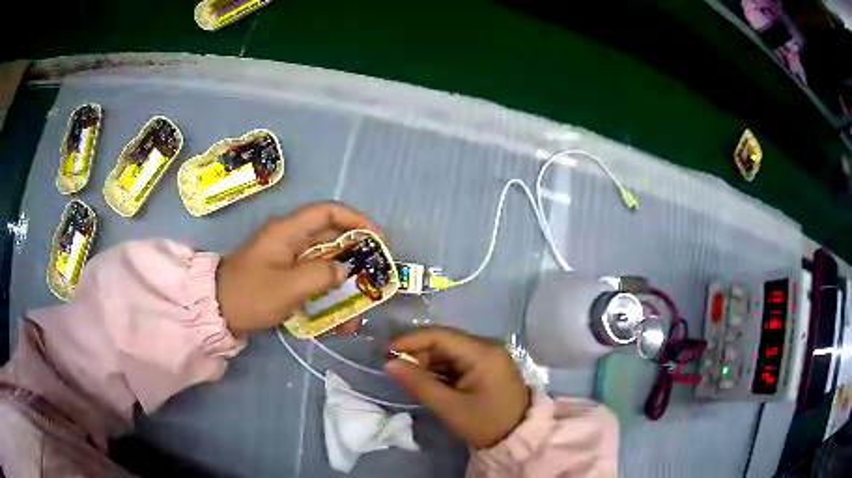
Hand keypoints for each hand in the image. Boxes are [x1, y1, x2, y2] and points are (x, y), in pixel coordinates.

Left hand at [216, 201, 381, 335]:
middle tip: (376, 278)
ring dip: (345, 283)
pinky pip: (314, 278)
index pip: (329, 212)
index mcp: (288, 231)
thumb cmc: (250, 295)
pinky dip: (329, 294)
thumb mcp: (287, 288)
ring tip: (359, 308)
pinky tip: (339, 318)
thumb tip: (346, 269)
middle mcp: (290, 238)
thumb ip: (321, 275)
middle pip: (332, 238)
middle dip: (356, 258)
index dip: (357, 221)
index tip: (379, 241)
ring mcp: (287, 258)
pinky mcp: (284, 275)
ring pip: (326, 262)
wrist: (217, 312)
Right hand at [384, 327, 529, 448]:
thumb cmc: (485, 423)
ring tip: (407, 377)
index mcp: (482, 351)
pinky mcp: (487, 366)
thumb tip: (389, 364)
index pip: (440, 335)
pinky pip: (457, 361)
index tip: (385, 352)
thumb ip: (419, 384)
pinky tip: (427, 381)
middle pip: (444, 341)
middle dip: (418, 354)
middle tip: (394, 369)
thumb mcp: (450, 407)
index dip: (410, 340)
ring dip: (427, 363)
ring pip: (449, 351)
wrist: (518, 438)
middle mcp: (487, 346)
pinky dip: (440, 370)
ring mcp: (488, 356)